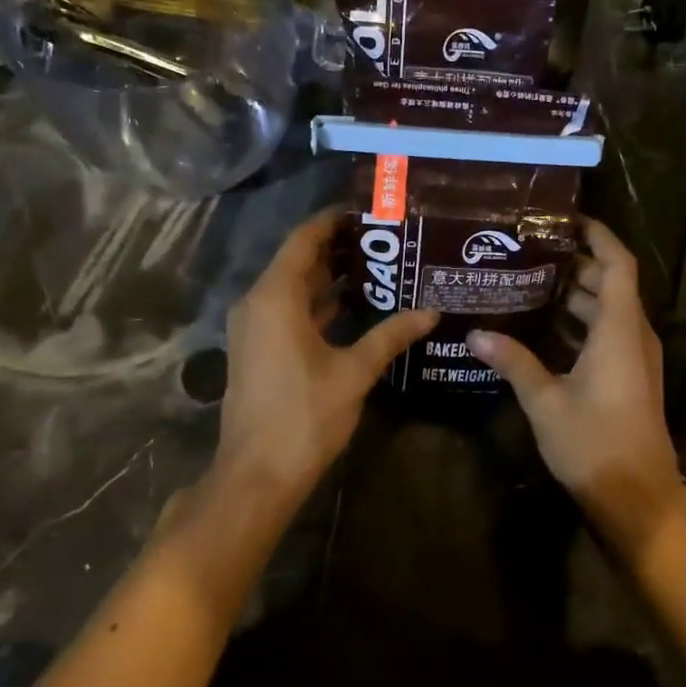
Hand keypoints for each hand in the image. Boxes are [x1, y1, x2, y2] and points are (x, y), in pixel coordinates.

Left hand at [217, 208, 436, 499]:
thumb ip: (391, 335)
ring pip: (294, 288)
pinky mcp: (258, 349)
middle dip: (339, 248)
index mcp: (275, 297)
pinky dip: (319, 304)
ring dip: (330, 278)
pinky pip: (289, 311)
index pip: (304, 240)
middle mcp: (258, 303)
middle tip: (385, 238)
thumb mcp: (354, 371)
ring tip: (379, 266)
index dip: (333, 221)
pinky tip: (356, 307)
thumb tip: (430, 311)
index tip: (368, 210)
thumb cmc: (304, 416)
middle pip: (298, 261)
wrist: (257, 475)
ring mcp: (254, 328)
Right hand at [468, 219, 684, 536]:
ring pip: (608, 310)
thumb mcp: (546, 401)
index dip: (597, 235)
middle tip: (529, 251)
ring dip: (575, 295)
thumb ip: (514, 362)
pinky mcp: (631, 377)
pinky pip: (607, 333)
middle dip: (574, 264)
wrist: (638, 498)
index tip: (565, 219)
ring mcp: (635, 357)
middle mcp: (634, 335)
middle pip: (610, 283)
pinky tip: (543, 328)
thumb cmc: (595, 443)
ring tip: (528, 282)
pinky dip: (579, 322)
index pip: (618, 263)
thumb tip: (476, 333)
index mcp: (620, 329)